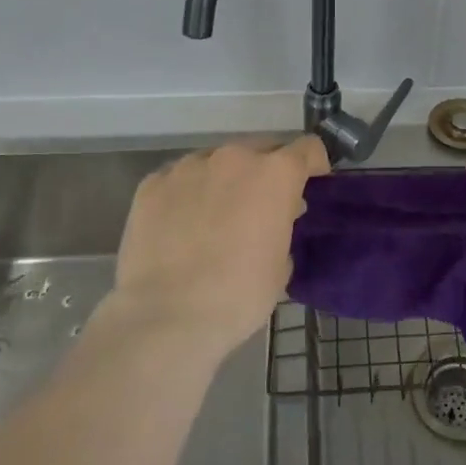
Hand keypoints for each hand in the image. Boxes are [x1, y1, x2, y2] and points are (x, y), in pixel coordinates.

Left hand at [106, 136, 328, 360]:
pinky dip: (186, 194)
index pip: (307, 148)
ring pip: (217, 162)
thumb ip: (283, 227)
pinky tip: (180, 226)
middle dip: (265, 173)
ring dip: (224, 181)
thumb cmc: (239, 294)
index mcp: (275, 173)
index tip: (308, 187)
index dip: (312, 166)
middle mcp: (234, 157)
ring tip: (214, 218)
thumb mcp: (281, 264)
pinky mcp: (152, 183)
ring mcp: (189, 166)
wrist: (167, 316)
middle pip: (260, 150)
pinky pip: (179, 179)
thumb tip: (274, 219)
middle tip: (259, 208)